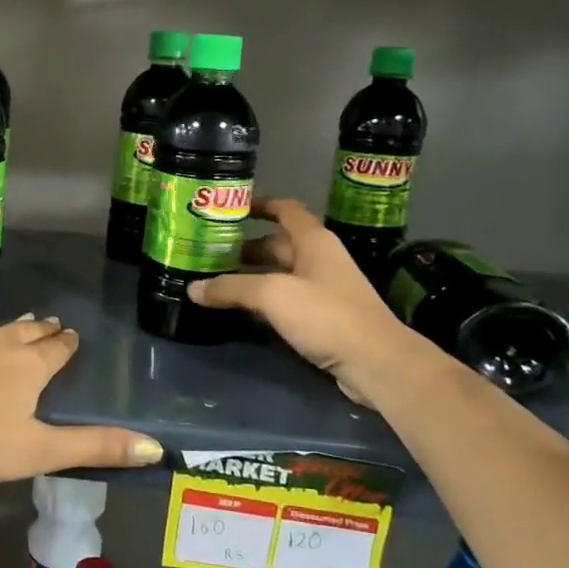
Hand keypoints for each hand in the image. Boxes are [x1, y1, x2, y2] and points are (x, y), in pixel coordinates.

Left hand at [0, 316, 162, 488]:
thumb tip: (156, 447)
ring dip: (3, 333)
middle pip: (26, 331)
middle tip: (49, 325)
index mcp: (27, 367)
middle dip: (41, 330)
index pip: (56, 349)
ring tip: (8, 333)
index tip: (71, 336)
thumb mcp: (37, 452)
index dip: (66, 344)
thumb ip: (94, 448)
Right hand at [190, 197, 422, 405]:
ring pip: (279, 274)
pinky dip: (261, 301)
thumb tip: (192, 289)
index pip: (285, 210)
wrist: (376, 363)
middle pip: (277, 245)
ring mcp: (322, 290)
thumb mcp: (272, 295)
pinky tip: (239, 310)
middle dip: (244, 246)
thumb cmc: (326, 315)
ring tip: (215, 280)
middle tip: (208, 252)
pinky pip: (284, 300)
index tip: (229, 208)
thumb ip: (231, 288)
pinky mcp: (322, 318)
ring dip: (250, 276)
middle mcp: (319, 260)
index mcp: (313, 242)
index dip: (259, 205)